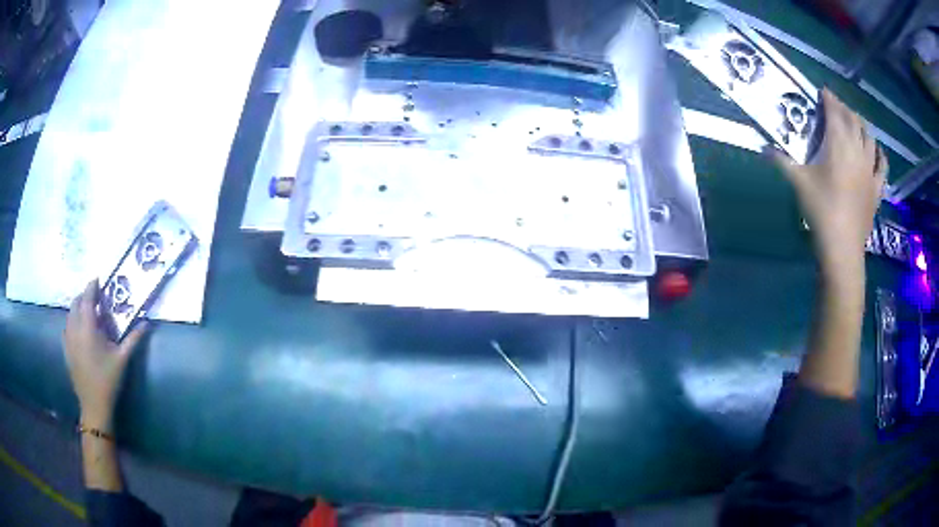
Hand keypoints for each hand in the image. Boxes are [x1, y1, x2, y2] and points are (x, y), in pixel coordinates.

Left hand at [63, 279, 147, 430]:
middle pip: (76, 303)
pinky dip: (72, 322)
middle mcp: (75, 328)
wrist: (94, 405)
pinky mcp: (66, 349)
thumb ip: (133, 338)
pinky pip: (67, 327)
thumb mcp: (122, 359)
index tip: (98, 279)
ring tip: (88, 313)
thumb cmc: (108, 380)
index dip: (92, 286)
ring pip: (70, 314)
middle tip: (95, 298)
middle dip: (84, 296)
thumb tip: (146, 322)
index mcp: (88, 328)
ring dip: (78, 308)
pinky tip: (79, 330)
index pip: (87, 298)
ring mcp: (68, 339)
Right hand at [773, 89, 887, 276]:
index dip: (829, 99)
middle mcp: (857, 150)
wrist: (842, 247)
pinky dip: (880, 155)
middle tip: (837, 106)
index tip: (823, 91)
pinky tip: (877, 151)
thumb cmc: (821, 210)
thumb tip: (763, 148)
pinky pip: (882, 166)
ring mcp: (869, 170)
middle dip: (845, 109)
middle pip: (854, 121)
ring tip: (856, 123)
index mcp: (838, 144)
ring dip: (863, 126)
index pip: (835, 112)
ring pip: (870, 138)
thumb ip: (781, 161)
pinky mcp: (876, 188)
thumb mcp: (798, 183)